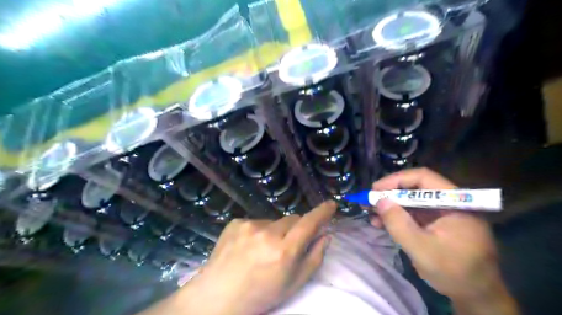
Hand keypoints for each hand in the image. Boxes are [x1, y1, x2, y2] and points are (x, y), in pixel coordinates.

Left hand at [174, 200, 334, 314]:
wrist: (218, 295)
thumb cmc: (260, 294)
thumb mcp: (293, 284)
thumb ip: (314, 258)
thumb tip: (325, 236)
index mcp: (283, 251)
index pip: (308, 224)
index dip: (322, 213)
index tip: (331, 205)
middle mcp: (267, 234)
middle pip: (292, 219)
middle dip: (295, 229)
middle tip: (287, 246)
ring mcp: (249, 225)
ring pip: (274, 221)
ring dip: (275, 231)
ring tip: (263, 250)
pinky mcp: (236, 222)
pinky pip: (256, 222)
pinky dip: (258, 231)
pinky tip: (249, 247)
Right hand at [372, 169, 514, 313]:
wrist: (477, 296)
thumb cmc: (455, 273)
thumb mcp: (422, 249)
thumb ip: (399, 224)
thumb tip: (380, 200)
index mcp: (455, 202)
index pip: (423, 178)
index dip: (396, 180)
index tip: (375, 190)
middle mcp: (449, 202)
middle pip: (415, 188)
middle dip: (390, 195)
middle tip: (369, 202)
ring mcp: (443, 213)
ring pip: (411, 201)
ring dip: (390, 206)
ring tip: (372, 215)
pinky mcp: (436, 223)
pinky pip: (413, 214)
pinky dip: (397, 217)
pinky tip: (382, 224)